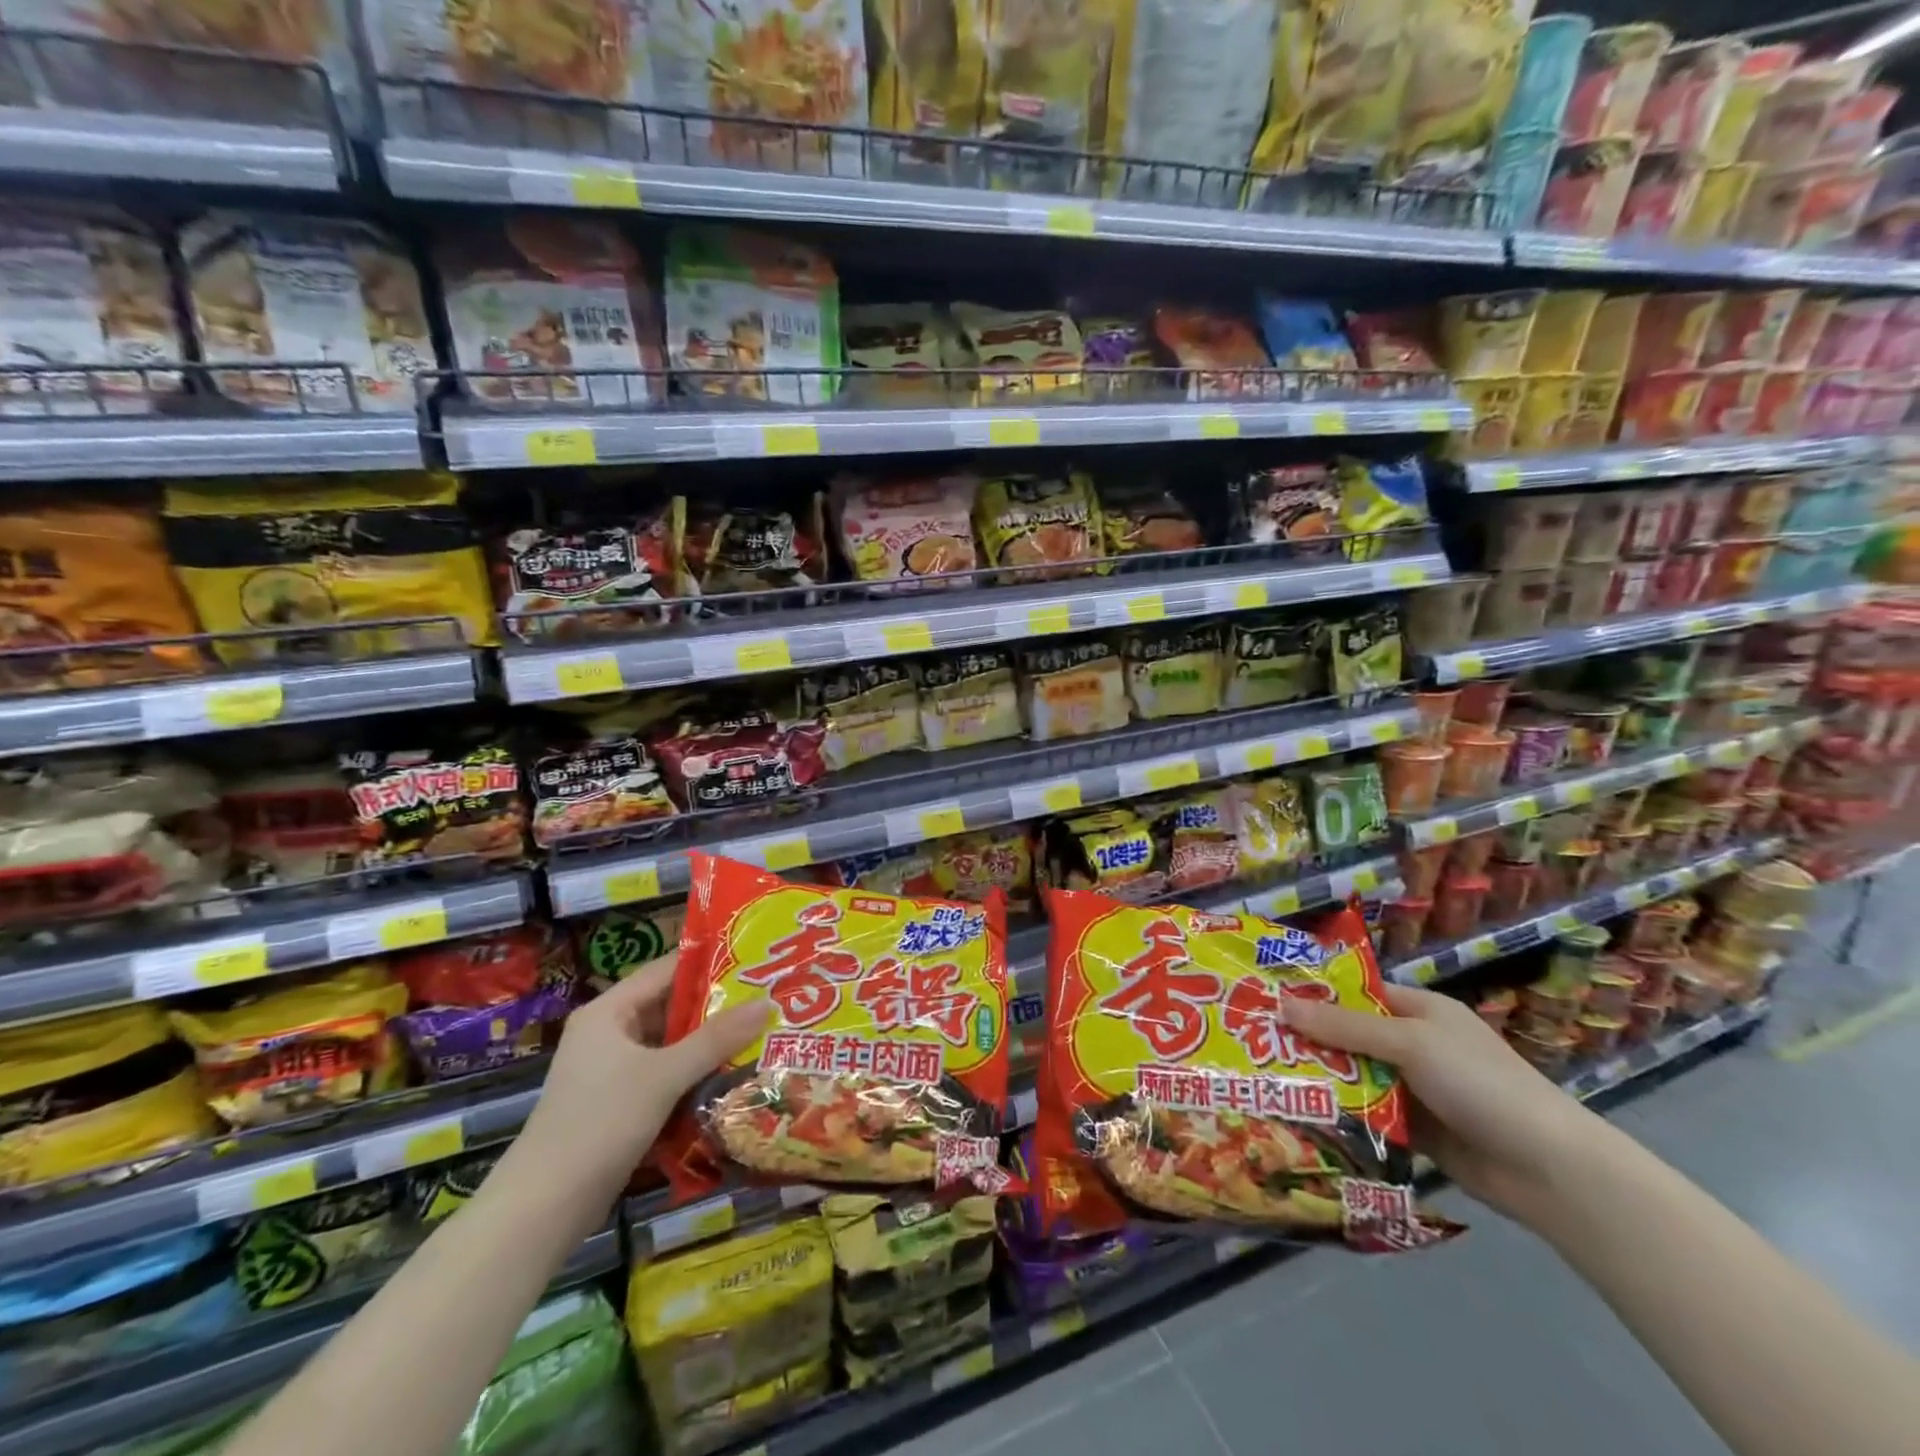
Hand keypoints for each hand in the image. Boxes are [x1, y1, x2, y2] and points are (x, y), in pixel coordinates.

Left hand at [504, 954, 769, 1234]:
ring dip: (707, 1044)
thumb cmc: (600, 1123)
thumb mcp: (664, 1076)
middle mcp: (608, 1033)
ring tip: (759, 1035)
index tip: (753, 961)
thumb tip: (767, 1003)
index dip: (709, 963)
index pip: (666, 970)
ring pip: (669, 1044)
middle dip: (716, 1007)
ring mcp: (611, 1070)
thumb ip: (716, 1039)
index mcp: (608, 1011)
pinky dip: (692, 1075)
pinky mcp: (617, 1104)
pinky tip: (730, 1078)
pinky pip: (663, 1075)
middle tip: (766, 1000)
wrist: (543, 1209)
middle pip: (670, 1007)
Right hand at [1282, 982, 1601, 1223]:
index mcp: (1419, 1010)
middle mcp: (1414, 1044)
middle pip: (1349, 1035)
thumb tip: (1280, 1005)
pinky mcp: (1414, 1129)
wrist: (1549, 1170)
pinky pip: (1368, 1114)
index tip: (1265, 998)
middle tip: (1252, 1042)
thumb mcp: (1409, 1042)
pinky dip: (1342, 1114)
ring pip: (1355, 1076)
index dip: (1314, 992)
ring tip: (1265, 1079)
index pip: (1356, 991)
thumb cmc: (1480, 1083)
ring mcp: (1414, 1088)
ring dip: (1321, 1079)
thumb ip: (1344, 1026)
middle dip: (1308, 1039)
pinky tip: (1301, 1114)